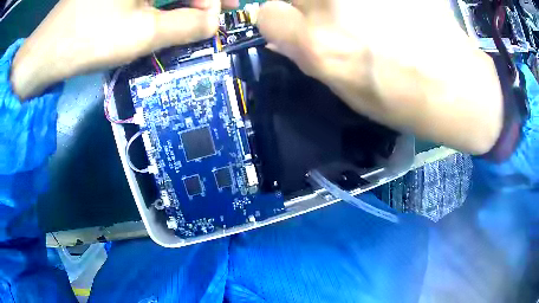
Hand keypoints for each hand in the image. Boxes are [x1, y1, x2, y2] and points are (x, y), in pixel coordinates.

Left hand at [11, 0, 237, 99]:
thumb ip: (185, 26)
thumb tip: (215, 22)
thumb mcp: (140, 35)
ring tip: (191, 18)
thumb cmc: (88, 41)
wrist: (45, 53)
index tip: (228, 10)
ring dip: (180, 1)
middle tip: (214, 15)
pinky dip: (159, 2)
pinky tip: (164, 14)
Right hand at [258, 0, 503, 154]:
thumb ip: (310, 61)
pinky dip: (371, 2)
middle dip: (307, 5)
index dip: (279, 19)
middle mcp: (333, 6)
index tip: (295, 24)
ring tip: (368, 16)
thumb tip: (279, 41)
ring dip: (339, 2)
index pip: (267, 13)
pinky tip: (390, 12)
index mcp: (319, 44)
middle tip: (337, 18)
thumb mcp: (350, 93)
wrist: (459, 87)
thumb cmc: (406, 102)